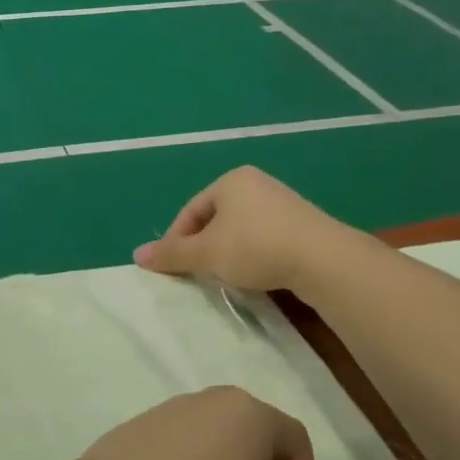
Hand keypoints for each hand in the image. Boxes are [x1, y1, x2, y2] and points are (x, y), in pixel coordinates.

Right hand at [133, 166, 350, 294]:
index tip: (172, 268)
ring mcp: (282, 202)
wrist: (323, 259)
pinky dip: (251, 255)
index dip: (176, 240)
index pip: (190, 211)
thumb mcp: (206, 253)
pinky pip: (263, 237)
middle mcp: (256, 184)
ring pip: (239, 229)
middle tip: (197, 274)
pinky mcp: (302, 224)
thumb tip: (137, 255)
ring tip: (224, 277)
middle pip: (214, 219)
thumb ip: (172, 254)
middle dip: (202, 247)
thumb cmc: (255, 247)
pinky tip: (255, 275)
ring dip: (226, 253)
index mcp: (230, 181)